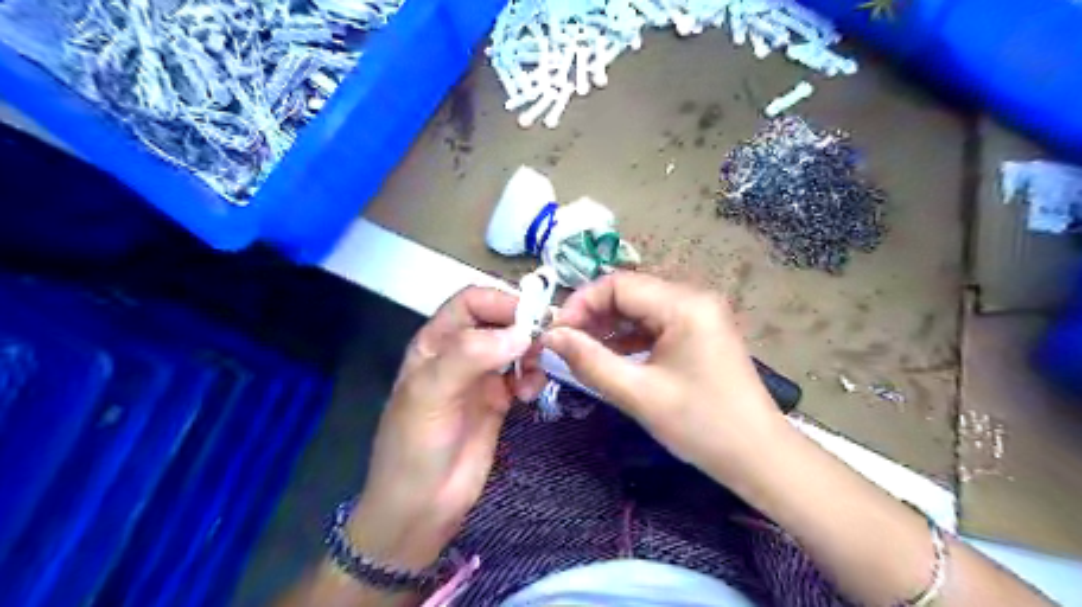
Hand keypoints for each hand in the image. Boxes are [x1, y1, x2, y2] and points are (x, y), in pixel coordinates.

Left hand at [350, 286, 544, 571]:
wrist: (421, 507)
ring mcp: (481, 377)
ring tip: (534, 375)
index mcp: (435, 342)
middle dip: (523, 326)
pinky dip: (533, 377)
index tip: (530, 318)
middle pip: (499, 320)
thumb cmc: (415, 446)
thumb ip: (470, 355)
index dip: (501, 302)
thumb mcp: (430, 394)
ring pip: (515, 346)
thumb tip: (521, 333)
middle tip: (543, 343)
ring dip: (531, 353)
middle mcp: (460, 353)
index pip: (471, 302)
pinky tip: (530, 393)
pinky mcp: (499, 400)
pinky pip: (524, 375)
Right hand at [541, 273, 786, 477]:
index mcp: (684, 304)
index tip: (556, 333)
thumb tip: (550, 336)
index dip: (580, 303)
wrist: (759, 457)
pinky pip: (654, 324)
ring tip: (581, 352)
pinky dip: (628, 337)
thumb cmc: (701, 426)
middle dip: (592, 315)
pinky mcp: (699, 332)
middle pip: (629, 292)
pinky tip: (610, 356)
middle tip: (564, 344)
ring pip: (639, 308)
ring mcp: (698, 314)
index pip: (618, 284)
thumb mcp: (638, 394)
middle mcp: (693, 298)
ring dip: (608, 326)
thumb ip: (589, 361)